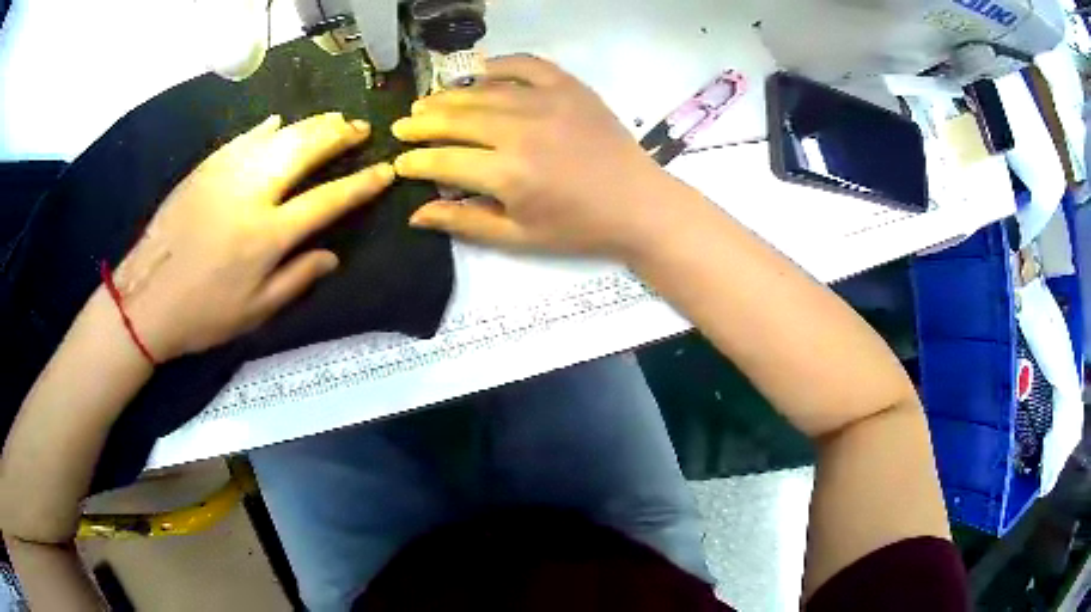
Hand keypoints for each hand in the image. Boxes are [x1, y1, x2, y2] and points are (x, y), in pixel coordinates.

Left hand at [113, 113, 394, 360]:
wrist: (146, 299)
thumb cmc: (202, 314)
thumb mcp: (254, 312)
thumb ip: (296, 279)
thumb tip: (332, 256)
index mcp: (267, 235)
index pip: (327, 200)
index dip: (360, 184)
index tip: (385, 170)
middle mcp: (252, 194)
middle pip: (304, 150)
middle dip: (338, 136)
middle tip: (359, 127)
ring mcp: (226, 175)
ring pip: (277, 136)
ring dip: (309, 125)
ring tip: (331, 119)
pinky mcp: (205, 168)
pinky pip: (243, 138)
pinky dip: (266, 128)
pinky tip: (278, 122)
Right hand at [391, 55, 684, 257]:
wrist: (638, 204)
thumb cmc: (578, 228)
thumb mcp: (519, 237)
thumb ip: (465, 222)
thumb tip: (415, 215)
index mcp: (508, 173)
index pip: (443, 160)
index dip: (415, 161)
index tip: (399, 161)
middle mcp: (520, 130)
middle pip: (456, 119)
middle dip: (422, 123)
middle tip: (401, 125)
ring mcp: (546, 101)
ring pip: (483, 92)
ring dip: (449, 96)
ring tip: (427, 102)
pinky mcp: (569, 87)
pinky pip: (525, 65)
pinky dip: (499, 66)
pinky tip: (480, 73)